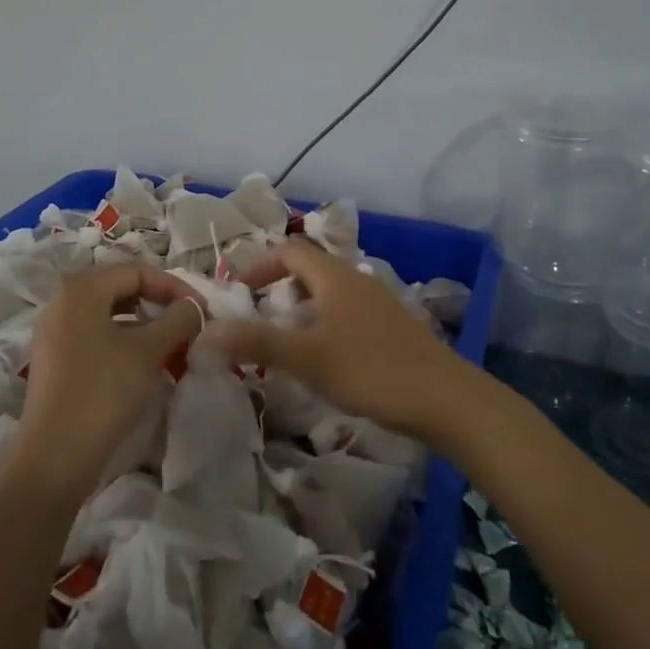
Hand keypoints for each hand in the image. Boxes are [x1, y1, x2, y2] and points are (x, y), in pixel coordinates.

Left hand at [17, 265, 204, 495]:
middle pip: (123, 291)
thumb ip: (178, 319)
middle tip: (188, 328)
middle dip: (160, 307)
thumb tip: (194, 307)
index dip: (175, 287)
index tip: (201, 311)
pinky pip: (96, 339)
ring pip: (111, 317)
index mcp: (81, 289)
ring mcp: (55, 334)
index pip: (138, 272)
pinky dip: (125, 345)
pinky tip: (145, 368)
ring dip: (146, 328)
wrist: (54, 457)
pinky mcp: (55, 363)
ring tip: (172, 349)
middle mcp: (63, 303)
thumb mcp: (149, 350)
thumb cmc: (104, 391)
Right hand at [208, 236, 468, 442]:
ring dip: (302, 308)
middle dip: (279, 288)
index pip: (289, 250)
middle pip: (310, 269)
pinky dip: (325, 324)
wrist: (445, 398)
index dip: (259, 266)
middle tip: (258, 319)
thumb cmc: (370, 369)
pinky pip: (347, 313)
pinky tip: (326, 359)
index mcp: (334, 276)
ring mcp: (378, 302)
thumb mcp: (307, 357)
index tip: (238, 294)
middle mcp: (356, 280)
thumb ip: (256, 342)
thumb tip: (205, 332)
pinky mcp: (392, 327)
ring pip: (329, 293)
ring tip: (286, 342)